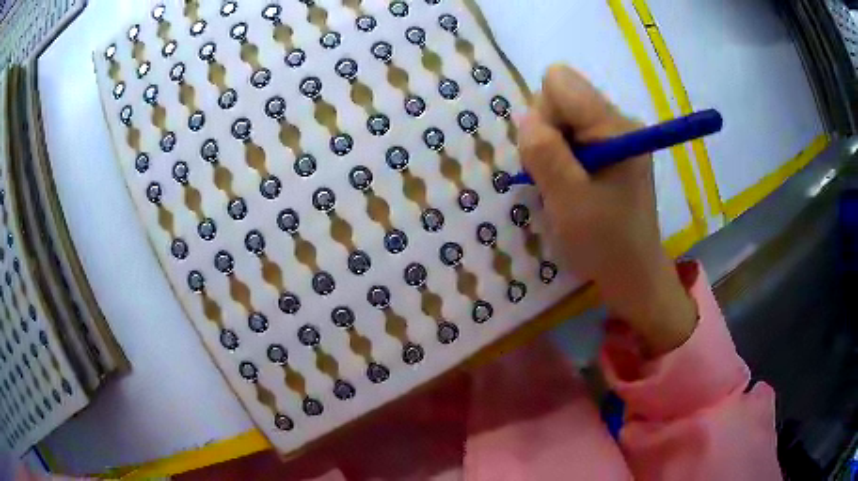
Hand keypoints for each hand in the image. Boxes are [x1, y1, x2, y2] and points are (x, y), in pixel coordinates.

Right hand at [518, 65, 696, 356]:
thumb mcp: (568, 199)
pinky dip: (562, 157)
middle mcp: (618, 120)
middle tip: (556, 177)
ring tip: (564, 186)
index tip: (551, 156)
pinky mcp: (612, 148)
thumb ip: (544, 152)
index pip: (559, 81)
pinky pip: (573, 135)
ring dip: (552, 149)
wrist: (633, 273)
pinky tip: (571, 185)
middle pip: (560, 96)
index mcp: (615, 125)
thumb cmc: (604, 242)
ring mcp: (616, 134)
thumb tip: (528, 118)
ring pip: (562, 117)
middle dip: (546, 133)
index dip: (544, 114)